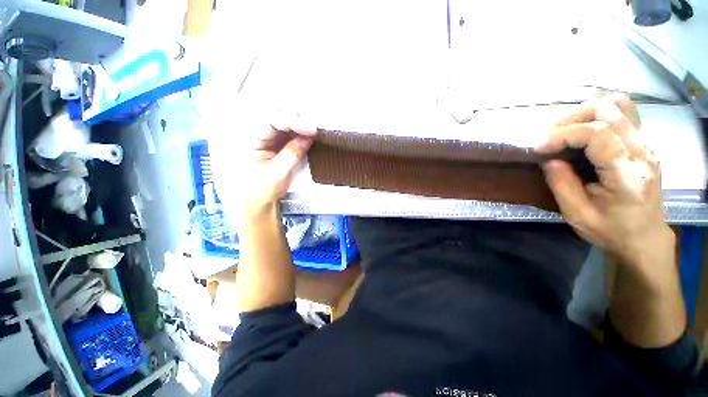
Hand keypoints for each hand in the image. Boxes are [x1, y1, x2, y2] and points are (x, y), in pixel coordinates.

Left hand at [211, 107, 316, 219]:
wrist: (254, 207)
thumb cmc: (259, 193)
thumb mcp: (277, 174)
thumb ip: (293, 154)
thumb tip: (310, 137)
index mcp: (246, 139)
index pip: (269, 121)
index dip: (292, 121)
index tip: (311, 129)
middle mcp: (253, 134)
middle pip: (275, 116)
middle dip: (296, 120)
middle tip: (313, 129)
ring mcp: (263, 139)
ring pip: (282, 123)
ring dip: (299, 126)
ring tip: (313, 132)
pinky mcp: (273, 145)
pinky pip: (287, 134)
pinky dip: (299, 134)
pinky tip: (308, 136)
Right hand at [536, 95, 673, 268]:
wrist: (645, 238)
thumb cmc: (612, 231)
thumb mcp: (578, 214)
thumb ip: (561, 184)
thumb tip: (548, 160)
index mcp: (627, 174)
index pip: (597, 134)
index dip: (563, 134)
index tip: (537, 146)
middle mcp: (642, 152)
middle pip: (609, 110)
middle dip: (571, 118)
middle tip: (547, 135)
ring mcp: (647, 144)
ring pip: (619, 104)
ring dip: (585, 111)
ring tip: (563, 128)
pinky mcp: (644, 143)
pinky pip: (623, 113)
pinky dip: (598, 114)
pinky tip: (582, 128)